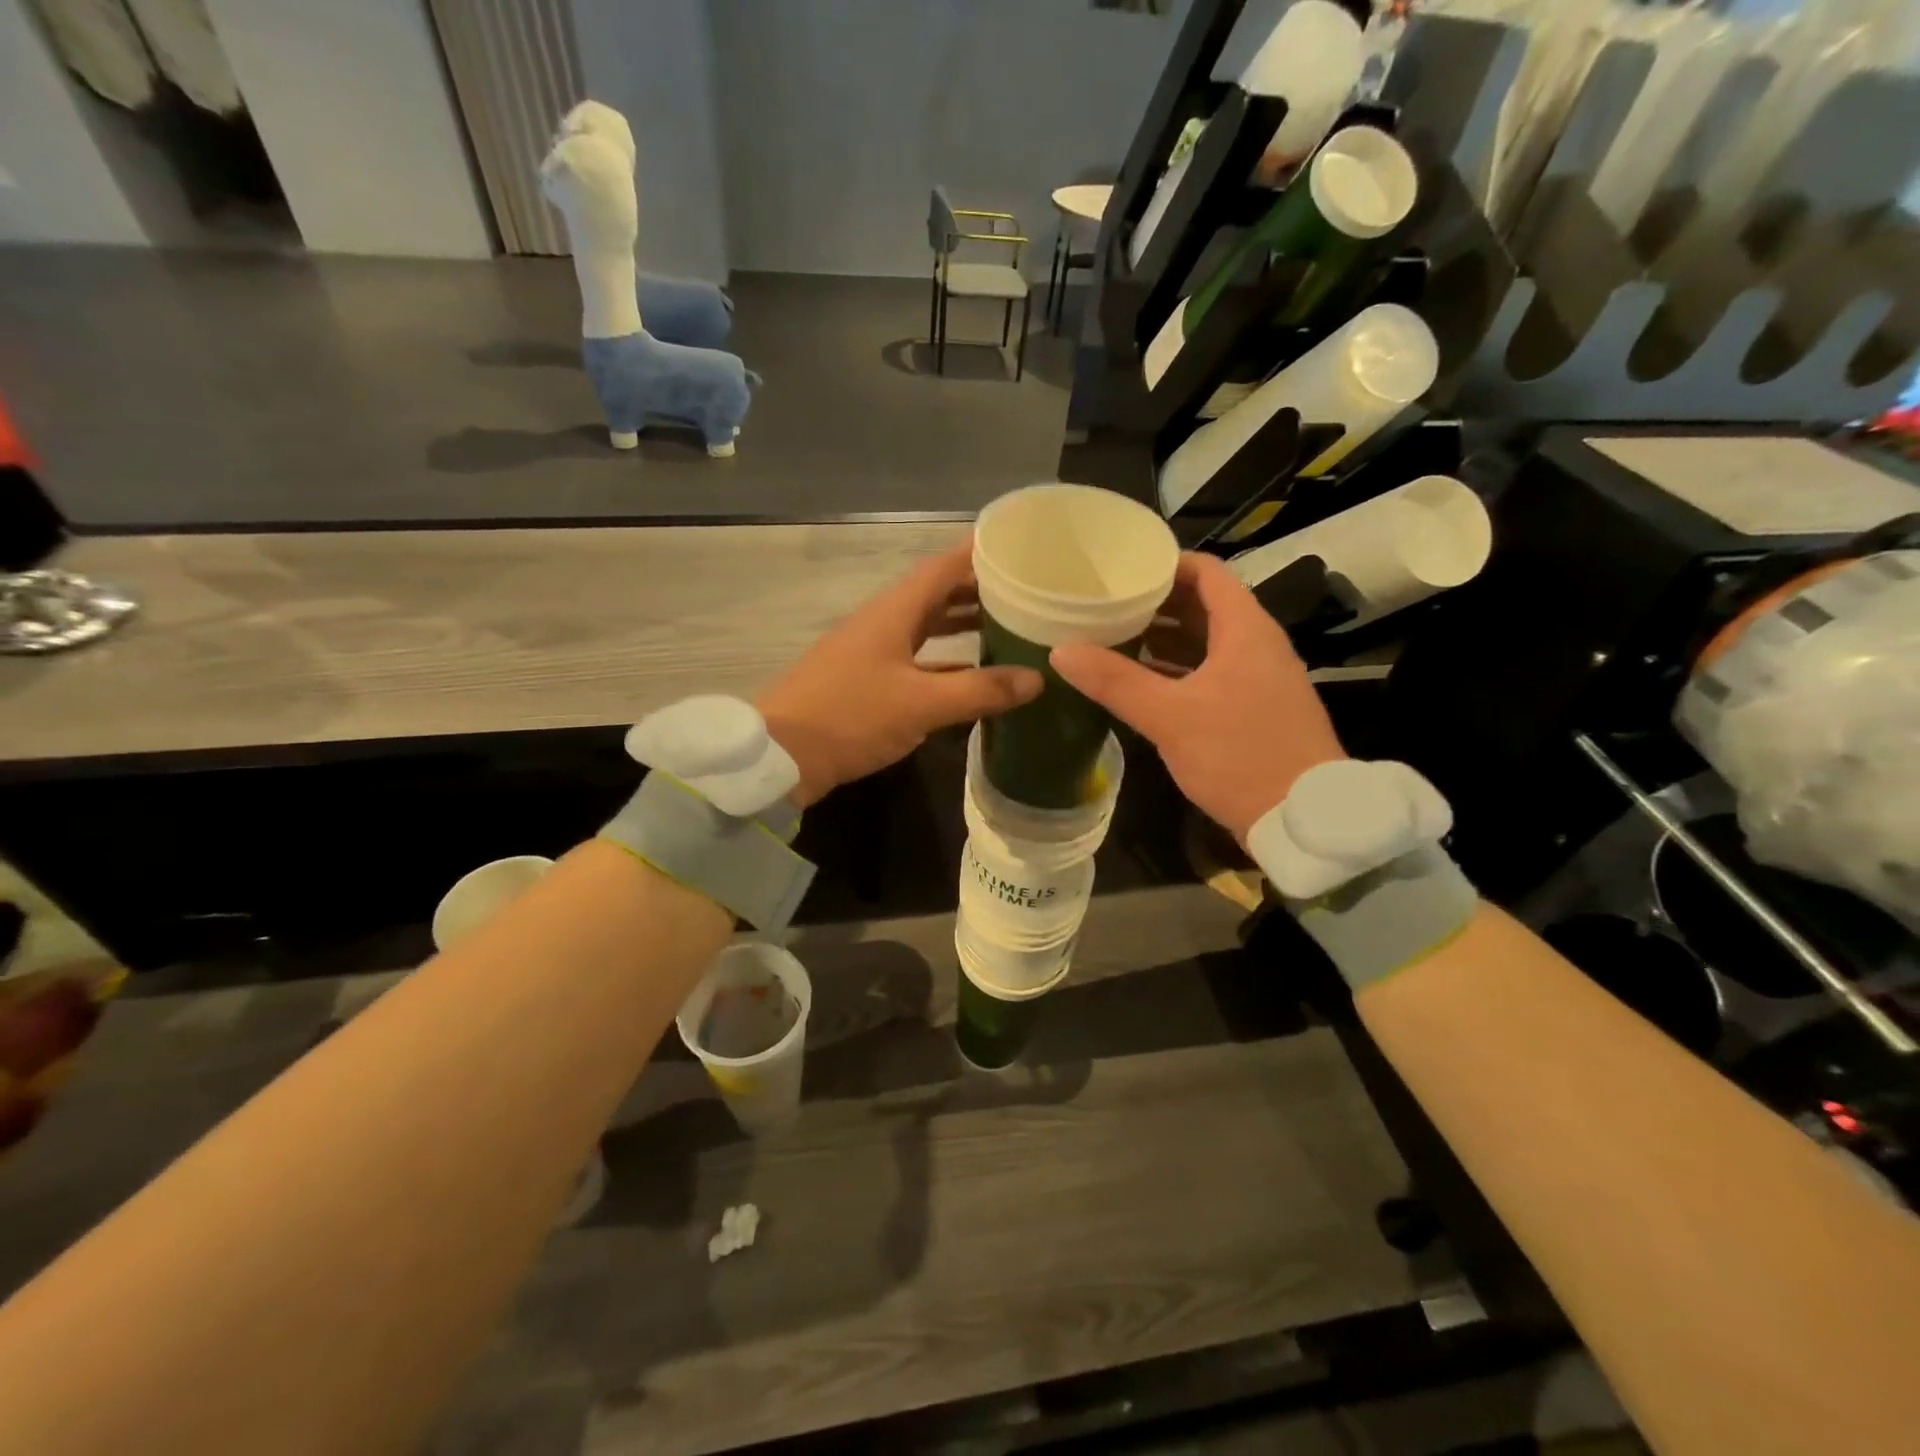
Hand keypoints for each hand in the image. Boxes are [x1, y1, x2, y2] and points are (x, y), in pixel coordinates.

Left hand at [759, 540, 1042, 807]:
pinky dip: (944, 662)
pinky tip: (971, 675)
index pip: (942, 567)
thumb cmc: (851, 716)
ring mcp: (871, 652)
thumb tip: (1037, 679)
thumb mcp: (921, 704)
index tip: (1018, 547)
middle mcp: (882, 622)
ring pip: (925, 628)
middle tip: (1025, 592)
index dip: (978, 553)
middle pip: (936, 594)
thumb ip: (979, 690)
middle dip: (978, 590)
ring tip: (1007, 627)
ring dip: (961, 625)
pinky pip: (915, 659)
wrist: (781, 756)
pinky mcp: (865, 681)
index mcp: (893, 612)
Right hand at [1051, 553, 1344, 843]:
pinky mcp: (1254, 708)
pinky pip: (1210, 672)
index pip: (1206, 572)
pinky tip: (1141, 683)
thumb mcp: (1170, 717)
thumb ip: (1115, 682)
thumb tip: (1060, 651)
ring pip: (1206, 642)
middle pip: (1203, 605)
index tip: (1120, 569)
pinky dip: (1176, 670)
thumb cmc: (1240, 755)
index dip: (1164, 564)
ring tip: (1113, 638)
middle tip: (1105, 604)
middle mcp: (1256, 644)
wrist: (1304, 820)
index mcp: (1245, 630)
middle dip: (1155, 603)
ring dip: (1163, 638)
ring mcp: (1258, 678)